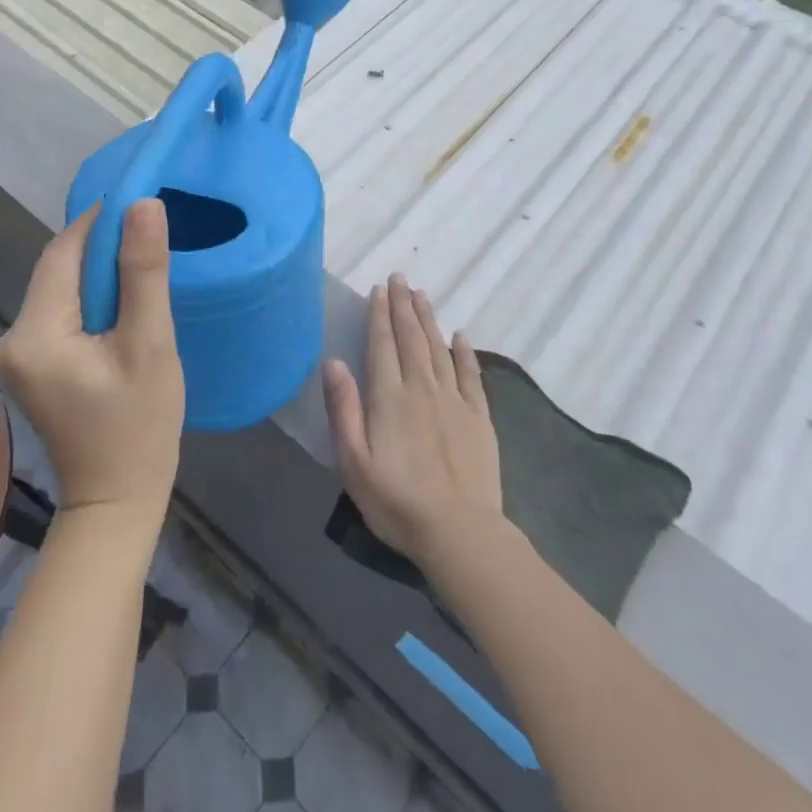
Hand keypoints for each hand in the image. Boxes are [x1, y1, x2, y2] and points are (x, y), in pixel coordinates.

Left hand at [0, 201, 184, 519]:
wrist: (115, 501)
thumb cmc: (140, 427)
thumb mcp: (150, 345)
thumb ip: (144, 273)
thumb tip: (143, 205)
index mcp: (35, 333)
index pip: (63, 252)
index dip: (100, 220)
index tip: (140, 201)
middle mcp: (11, 338)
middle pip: (58, 268)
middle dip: (101, 247)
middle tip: (150, 235)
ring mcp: (15, 354)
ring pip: (60, 288)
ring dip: (98, 273)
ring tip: (143, 267)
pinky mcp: (28, 364)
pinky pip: (59, 311)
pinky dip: (90, 299)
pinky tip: (122, 304)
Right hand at [322, 276, 504, 567]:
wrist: (459, 533)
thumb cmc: (396, 502)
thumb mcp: (353, 462)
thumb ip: (343, 409)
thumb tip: (333, 362)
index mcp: (389, 397)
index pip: (382, 344)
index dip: (379, 315)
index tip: (379, 289)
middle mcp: (422, 388)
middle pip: (411, 337)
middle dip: (403, 306)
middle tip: (400, 278)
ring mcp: (454, 400)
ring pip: (439, 348)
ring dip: (428, 319)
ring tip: (421, 294)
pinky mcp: (479, 417)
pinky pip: (470, 374)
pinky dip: (464, 351)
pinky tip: (460, 335)